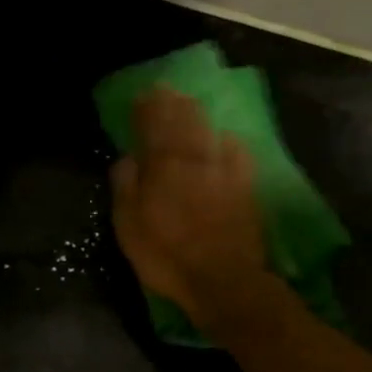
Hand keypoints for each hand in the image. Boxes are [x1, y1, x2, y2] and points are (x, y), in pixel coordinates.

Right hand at [110, 87, 270, 332]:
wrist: (223, 281)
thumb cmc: (166, 256)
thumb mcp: (129, 227)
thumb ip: (126, 187)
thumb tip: (127, 158)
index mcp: (163, 167)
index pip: (153, 126)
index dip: (146, 109)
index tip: (141, 95)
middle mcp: (194, 160)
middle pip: (183, 122)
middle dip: (171, 104)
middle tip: (165, 90)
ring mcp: (224, 171)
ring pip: (208, 132)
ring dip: (196, 114)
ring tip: (188, 102)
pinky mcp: (245, 188)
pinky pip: (237, 153)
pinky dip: (227, 140)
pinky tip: (225, 137)